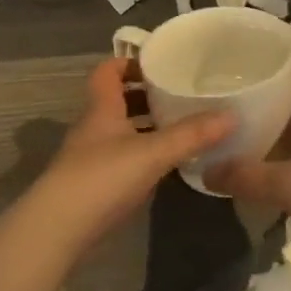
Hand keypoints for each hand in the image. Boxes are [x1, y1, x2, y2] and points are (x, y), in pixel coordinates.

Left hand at [29, 57, 232, 258]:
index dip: (129, 62)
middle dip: (145, 94)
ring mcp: (91, 156)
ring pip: (120, 129)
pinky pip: (122, 156)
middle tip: (179, 94)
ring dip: (145, 125)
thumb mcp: (152, 153)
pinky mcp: (94, 183)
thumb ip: (191, 135)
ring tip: (180, 126)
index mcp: (102, 107)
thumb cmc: (102, 177)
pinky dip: (142, 153)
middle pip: (117, 99)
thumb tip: (232, 115)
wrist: (59, 229)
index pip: (108, 70)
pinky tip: (165, 164)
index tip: (159, 63)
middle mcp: (94, 125)